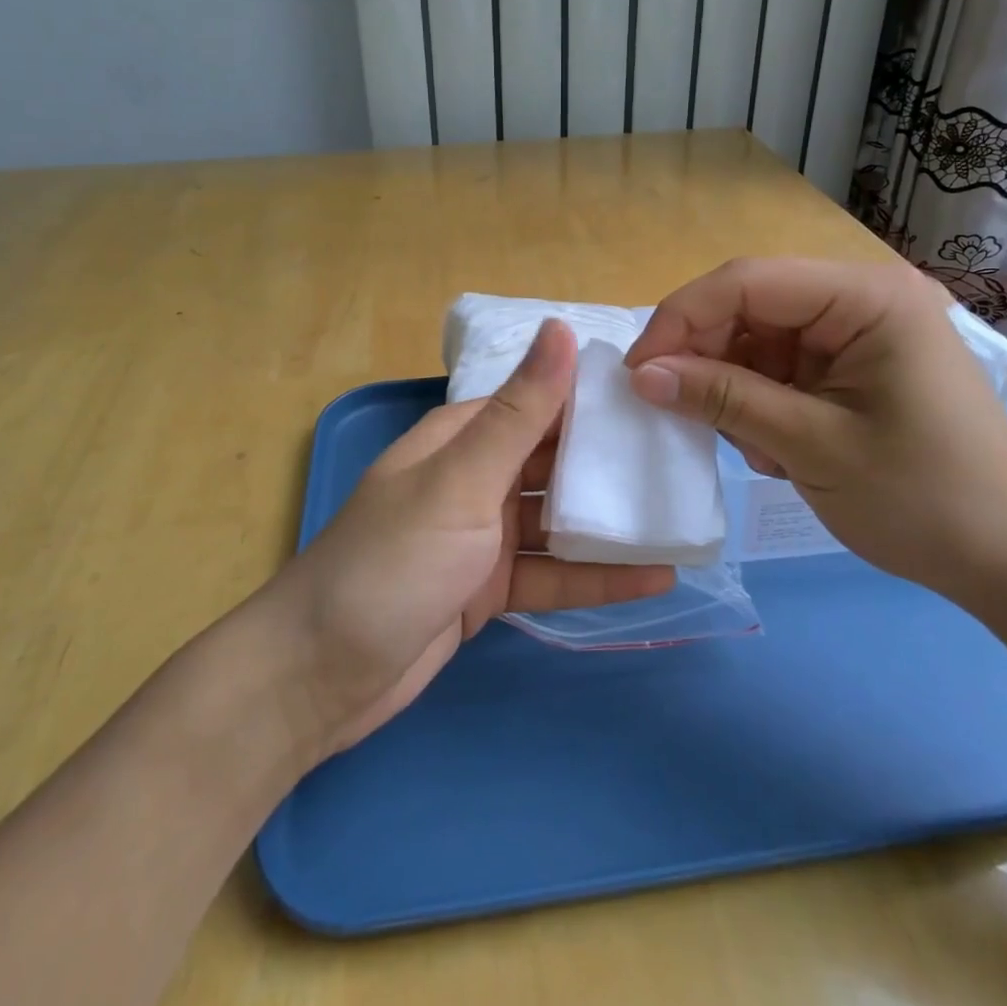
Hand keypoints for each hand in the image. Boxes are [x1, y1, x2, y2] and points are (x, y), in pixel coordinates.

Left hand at [269, 319, 674, 758]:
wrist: (319, 678)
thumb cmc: (392, 563)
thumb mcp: (460, 482)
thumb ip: (518, 412)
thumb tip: (561, 327)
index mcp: (463, 439)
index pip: (540, 403)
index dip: (595, 398)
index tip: (661, 400)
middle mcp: (475, 479)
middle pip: (553, 462)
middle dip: (611, 462)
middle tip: (686, 463)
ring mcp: (482, 538)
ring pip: (558, 520)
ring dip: (610, 522)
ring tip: (682, 519)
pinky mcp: (488, 591)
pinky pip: (551, 574)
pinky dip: (596, 576)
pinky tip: (655, 578)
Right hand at [624, 257, 1006, 601]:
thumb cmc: (925, 500)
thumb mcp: (812, 447)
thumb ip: (724, 400)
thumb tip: (642, 376)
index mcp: (867, 296)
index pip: (747, 281)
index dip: (681, 319)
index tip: (637, 373)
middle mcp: (862, 299)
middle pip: (750, 305)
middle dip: (706, 357)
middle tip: (674, 410)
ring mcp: (858, 333)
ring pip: (758, 340)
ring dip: (734, 387)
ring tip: (750, 447)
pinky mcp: (853, 368)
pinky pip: (780, 368)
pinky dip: (759, 403)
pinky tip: (773, 449)